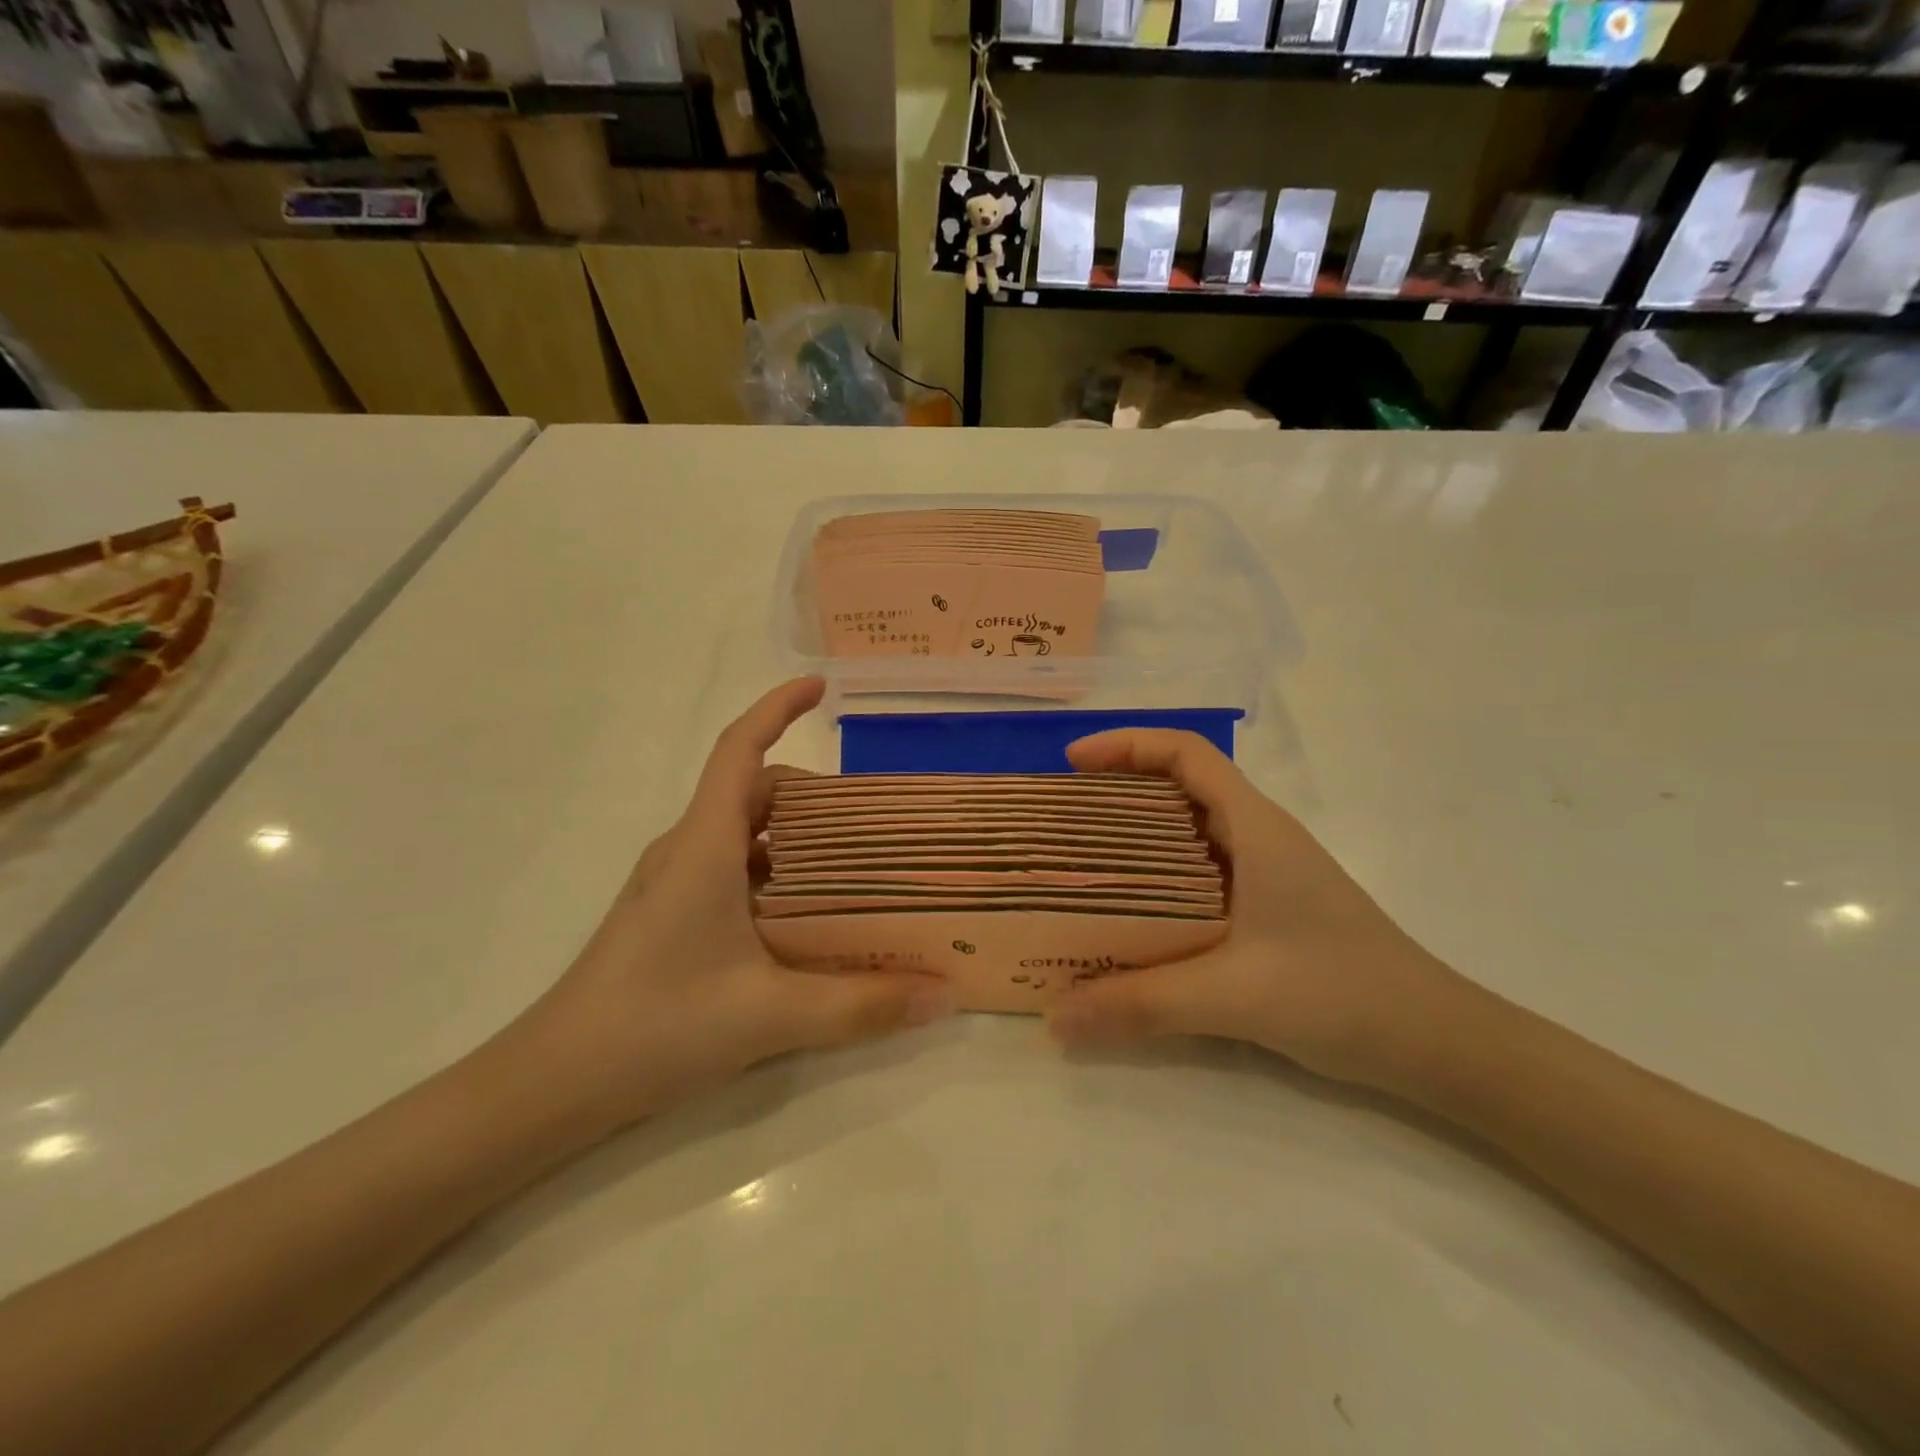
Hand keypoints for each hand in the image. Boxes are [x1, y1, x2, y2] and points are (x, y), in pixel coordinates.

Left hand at [513, 678, 951, 1135]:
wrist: (553, 1084)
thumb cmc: (656, 1027)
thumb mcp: (770, 1016)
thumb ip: (861, 1005)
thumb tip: (946, 994)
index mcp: (705, 845)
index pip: (740, 750)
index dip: (777, 707)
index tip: (821, 687)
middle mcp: (687, 850)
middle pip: (754, 792)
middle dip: (813, 792)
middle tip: (874, 818)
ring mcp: (675, 884)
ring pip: (745, 834)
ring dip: (797, 837)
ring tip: (855, 866)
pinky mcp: (672, 915)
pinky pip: (734, 870)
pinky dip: (777, 873)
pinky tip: (808, 918)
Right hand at [1047, 729, 1470, 1090]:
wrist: (1437, 1043)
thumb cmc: (1343, 995)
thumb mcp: (1234, 997)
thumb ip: (1142, 1004)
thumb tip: (1054, 1018)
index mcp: (1256, 828)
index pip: (1187, 753)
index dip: (1127, 745)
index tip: (1071, 763)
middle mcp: (1259, 837)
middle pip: (1180, 784)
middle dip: (1118, 787)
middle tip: (1062, 817)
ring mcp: (1266, 872)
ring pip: (1188, 829)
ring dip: (1135, 832)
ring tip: (1080, 860)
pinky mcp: (1268, 906)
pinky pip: (1198, 871)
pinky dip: (1156, 875)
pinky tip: (1129, 913)